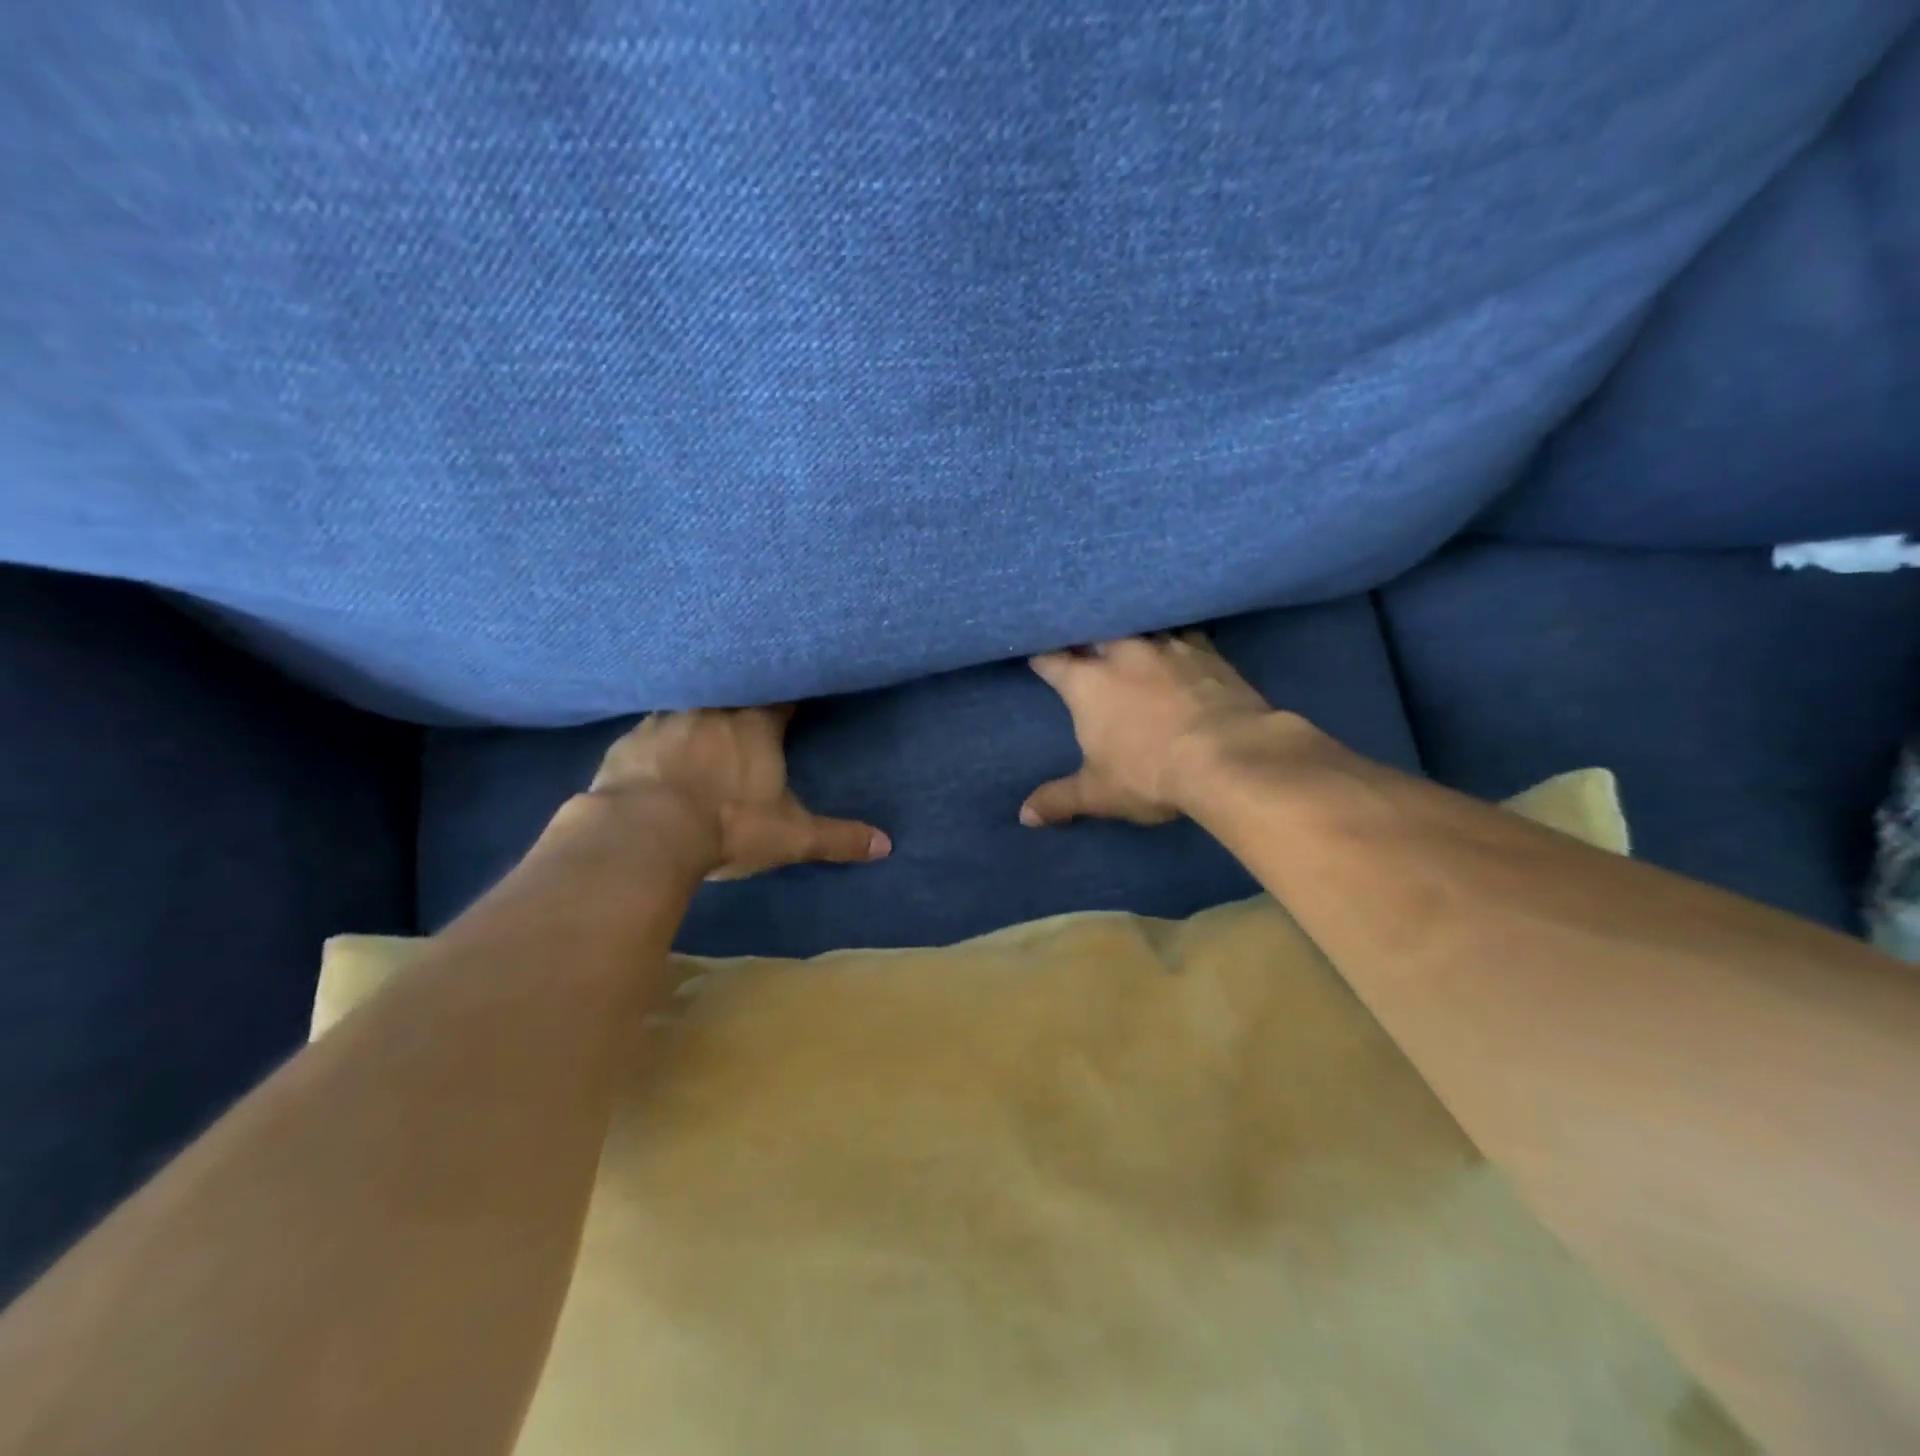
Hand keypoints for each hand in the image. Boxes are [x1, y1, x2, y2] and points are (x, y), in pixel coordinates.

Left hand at [589, 706, 889, 879]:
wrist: (645, 833)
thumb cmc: (729, 826)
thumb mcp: (791, 837)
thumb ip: (837, 838)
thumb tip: (886, 845)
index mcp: (755, 725)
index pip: (780, 697)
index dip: (788, 697)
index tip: (793, 700)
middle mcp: (713, 710)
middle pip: (733, 691)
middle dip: (742, 699)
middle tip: (746, 712)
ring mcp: (666, 720)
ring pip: (689, 704)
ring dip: (698, 713)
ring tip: (702, 728)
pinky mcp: (629, 740)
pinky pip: (649, 729)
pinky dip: (658, 738)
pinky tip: (657, 752)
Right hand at [1021, 633, 1277, 826]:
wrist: (1229, 757)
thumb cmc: (1150, 774)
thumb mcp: (1098, 793)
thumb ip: (1059, 799)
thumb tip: (1025, 815)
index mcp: (1087, 683)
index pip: (1052, 661)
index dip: (1042, 658)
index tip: (1037, 656)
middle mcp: (1122, 653)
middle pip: (1094, 632)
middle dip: (1086, 637)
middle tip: (1085, 645)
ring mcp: (1166, 647)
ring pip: (1140, 626)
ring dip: (1132, 634)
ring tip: (1132, 640)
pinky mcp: (1207, 651)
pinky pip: (1184, 634)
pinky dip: (1177, 640)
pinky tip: (1181, 646)